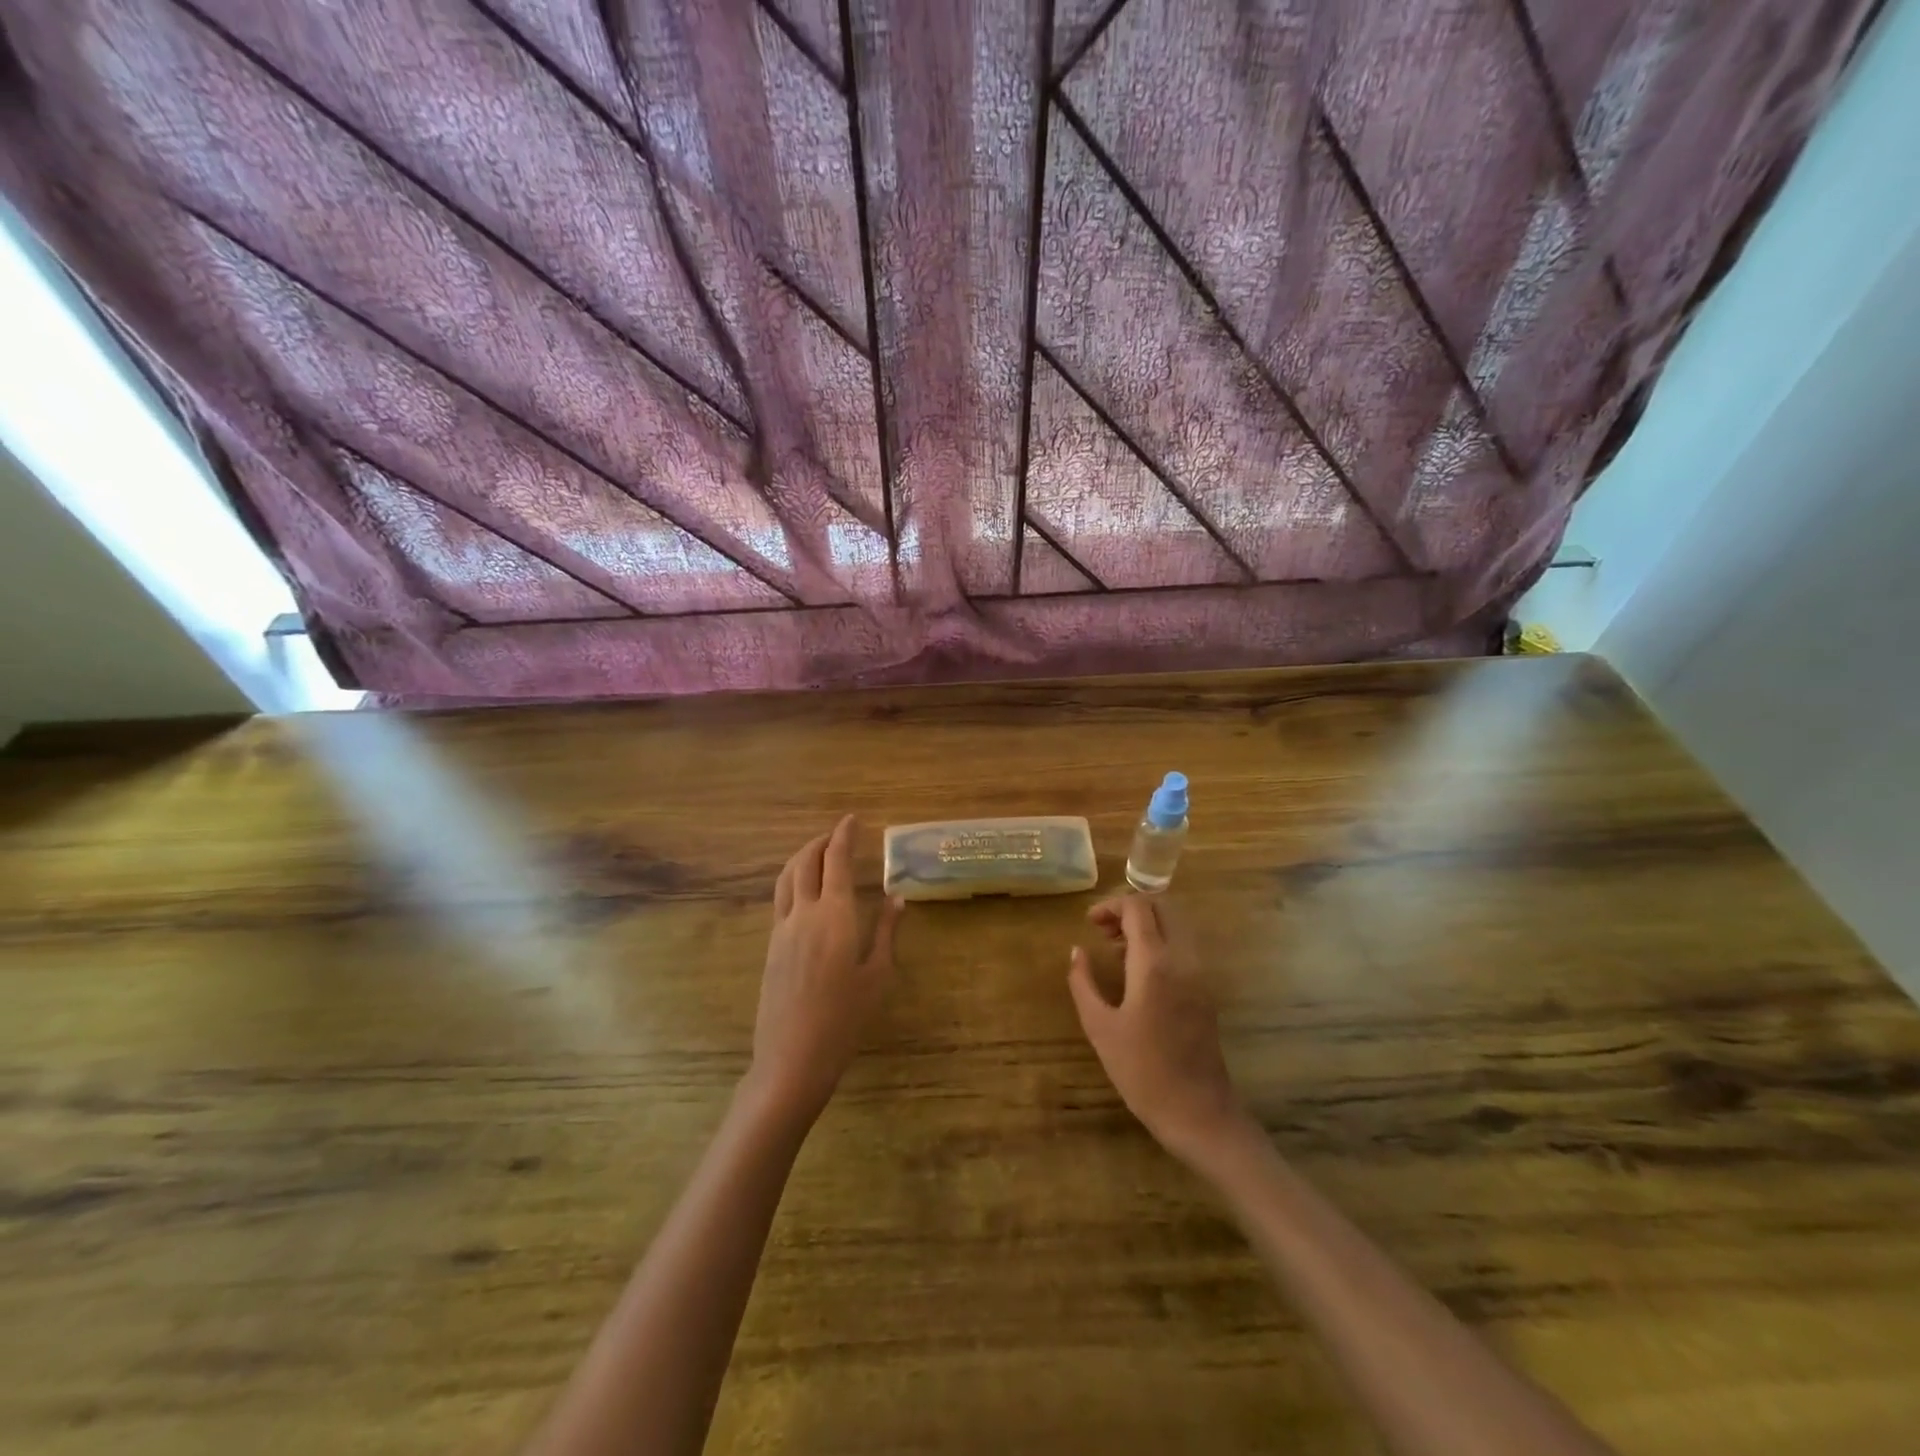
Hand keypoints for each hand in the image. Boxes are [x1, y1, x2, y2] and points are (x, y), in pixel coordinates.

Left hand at [749, 816, 902, 1121]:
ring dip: (801, 856)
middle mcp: (804, 913)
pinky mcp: (771, 946)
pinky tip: (804, 890)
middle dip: (821, 841)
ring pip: (787, 877)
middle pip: (806, 862)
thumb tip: (897, 898)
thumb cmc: (845, 1019)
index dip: (844, 835)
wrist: (792, 1057)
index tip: (852, 819)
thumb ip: (887, 932)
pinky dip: (792, 880)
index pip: (837, 861)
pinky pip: (780, 898)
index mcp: (835, 915)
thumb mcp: (877, 975)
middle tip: (838, 834)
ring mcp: (782, 929)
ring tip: (818, 853)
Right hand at [1068, 894, 1249, 1166]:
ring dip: (1147, 924)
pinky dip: (1161, 940)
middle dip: (1131, 908)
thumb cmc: (1141, 1071)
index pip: (1138, 907)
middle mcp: (1183, 958)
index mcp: (1155, 963)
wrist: (1198, 1112)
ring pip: (1176, 923)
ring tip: (1116, 949)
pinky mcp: (1206, 989)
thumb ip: (1083, 982)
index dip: (1111, 906)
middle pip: (1163, 906)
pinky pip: (1184, 945)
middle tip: (1103, 930)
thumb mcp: (1099, 1027)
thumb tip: (1077, 951)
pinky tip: (1138, 970)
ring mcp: (1200, 973)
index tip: (1089, 923)